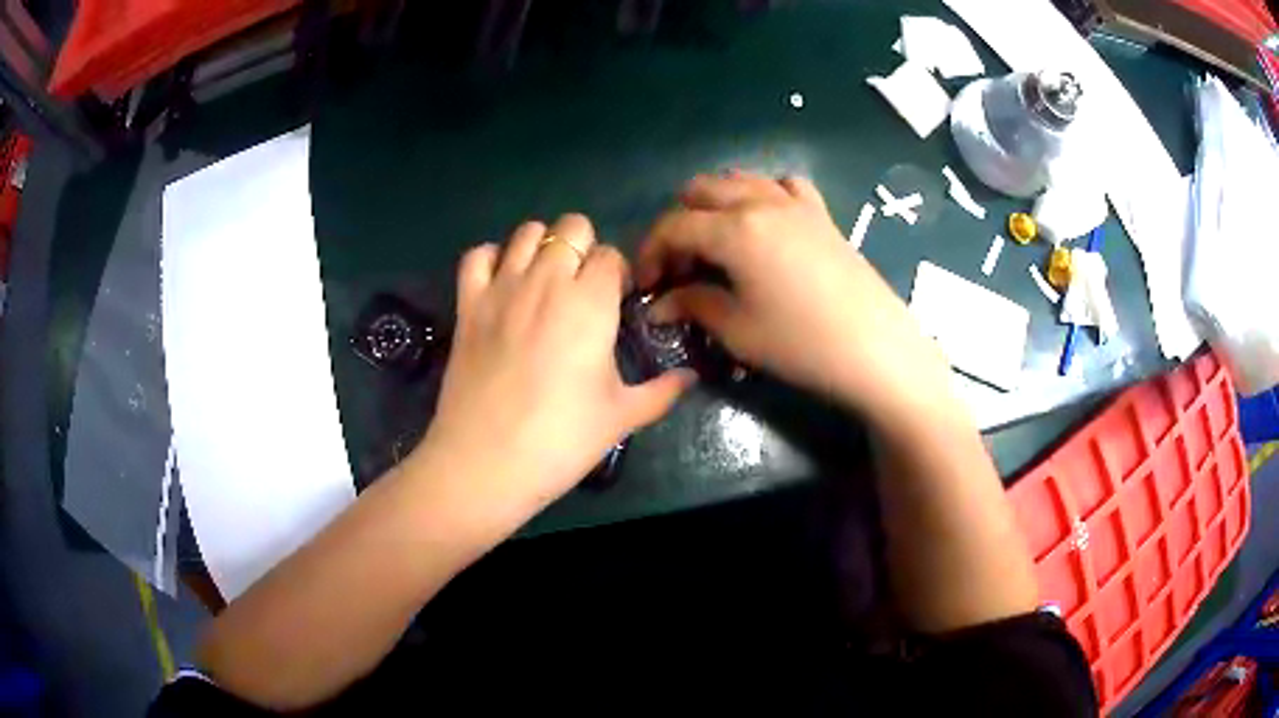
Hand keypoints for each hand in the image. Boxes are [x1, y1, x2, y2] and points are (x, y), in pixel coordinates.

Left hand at [414, 214, 693, 530]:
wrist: (487, 462)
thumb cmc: (561, 440)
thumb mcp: (622, 416)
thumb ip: (662, 391)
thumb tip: (690, 377)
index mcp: (591, 302)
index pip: (611, 255)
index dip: (617, 274)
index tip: (615, 303)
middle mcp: (547, 280)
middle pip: (571, 227)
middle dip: (584, 247)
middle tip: (582, 288)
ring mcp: (502, 288)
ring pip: (527, 231)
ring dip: (542, 247)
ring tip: (544, 281)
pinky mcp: (467, 304)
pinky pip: (477, 255)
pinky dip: (491, 259)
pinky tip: (502, 283)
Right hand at [638, 172, 950, 425]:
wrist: (876, 349)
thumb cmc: (801, 343)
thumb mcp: (737, 330)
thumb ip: (692, 306)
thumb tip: (658, 305)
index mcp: (734, 228)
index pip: (674, 225)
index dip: (650, 252)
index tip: (645, 286)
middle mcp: (760, 201)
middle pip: (701, 191)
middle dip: (679, 224)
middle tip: (680, 267)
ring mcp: (795, 203)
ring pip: (739, 180)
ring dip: (715, 205)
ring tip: (715, 245)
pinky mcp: (821, 214)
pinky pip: (783, 186)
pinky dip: (762, 195)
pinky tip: (765, 223)